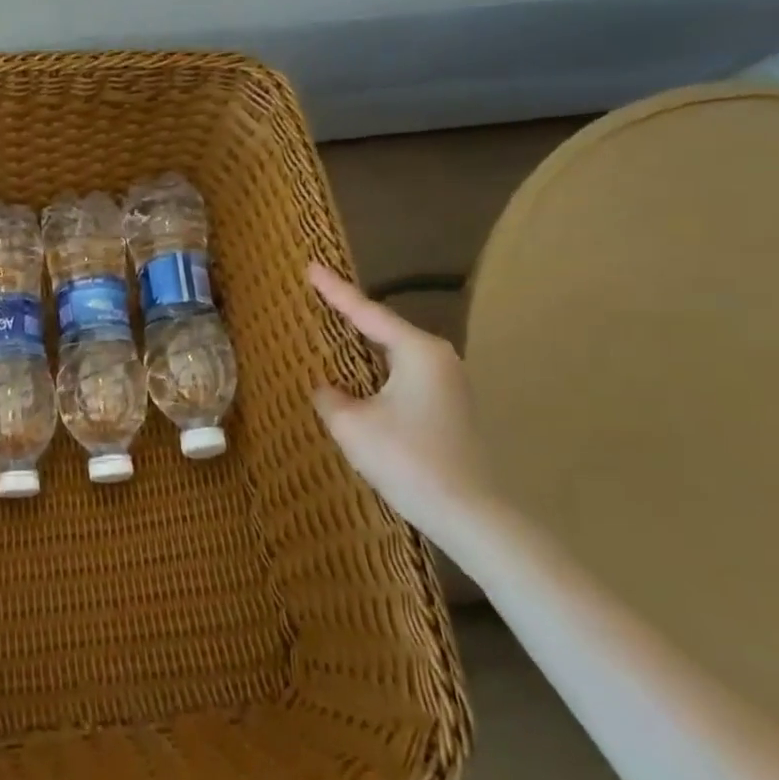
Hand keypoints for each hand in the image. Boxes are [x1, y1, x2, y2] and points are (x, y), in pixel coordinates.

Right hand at [309, 265, 509, 553]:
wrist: (468, 513)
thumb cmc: (407, 460)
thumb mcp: (353, 426)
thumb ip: (330, 398)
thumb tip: (325, 388)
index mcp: (418, 351)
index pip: (367, 312)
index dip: (335, 290)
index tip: (310, 266)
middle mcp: (439, 358)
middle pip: (385, 329)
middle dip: (351, 316)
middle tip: (320, 297)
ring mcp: (449, 383)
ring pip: (396, 355)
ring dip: (365, 348)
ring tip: (334, 334)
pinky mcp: (450, 408)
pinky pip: (404, 376)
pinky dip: (378, 372)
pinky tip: (360, 380)